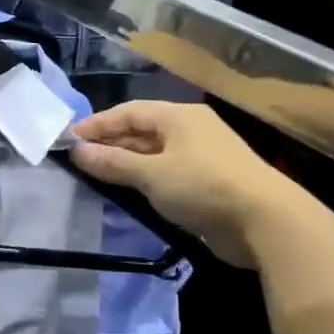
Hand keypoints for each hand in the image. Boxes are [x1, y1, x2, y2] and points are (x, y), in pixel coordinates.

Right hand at [70, 102, 295, 267]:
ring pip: (154, 154)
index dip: (97, 124)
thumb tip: (77, 151)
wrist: (264, 221)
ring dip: (126, 163)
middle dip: (110, 144)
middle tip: (78, 160)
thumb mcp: (151, 174)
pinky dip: (145, 180)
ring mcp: (201, 156)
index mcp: (179, 116)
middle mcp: (190, 129)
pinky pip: (166, 174)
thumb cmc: (203, 186)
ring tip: (96, 177)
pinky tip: (128, 192)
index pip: (129, 112)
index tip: (68, 140)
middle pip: (141, 131)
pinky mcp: (208, 182)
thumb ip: (113, 162)